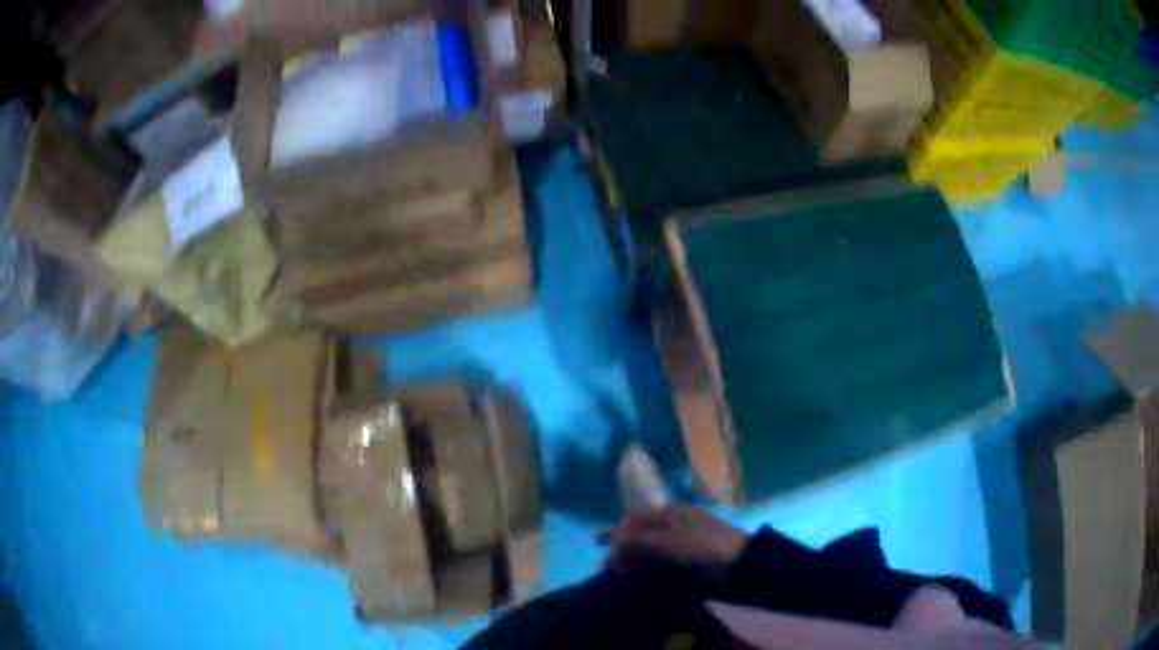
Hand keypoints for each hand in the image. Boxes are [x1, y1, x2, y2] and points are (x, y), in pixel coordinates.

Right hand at [596, 507, 748, 570]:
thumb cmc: (700, 544)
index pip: (634, 519)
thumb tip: (615, 535)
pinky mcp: (685, 553)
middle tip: (607, 564)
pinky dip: (645, 562)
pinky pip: (658, 556)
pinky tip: (637, 570)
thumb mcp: (668, 541)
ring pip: (647, 546)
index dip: (615, 530)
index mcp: (668, 513)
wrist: (735, 558)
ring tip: (617, 571)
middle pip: (639, 533)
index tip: (598, 543)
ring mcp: (678, 538)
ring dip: (631, 557)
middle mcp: (671, 523)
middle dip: (621, 547)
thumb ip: (639, 538)